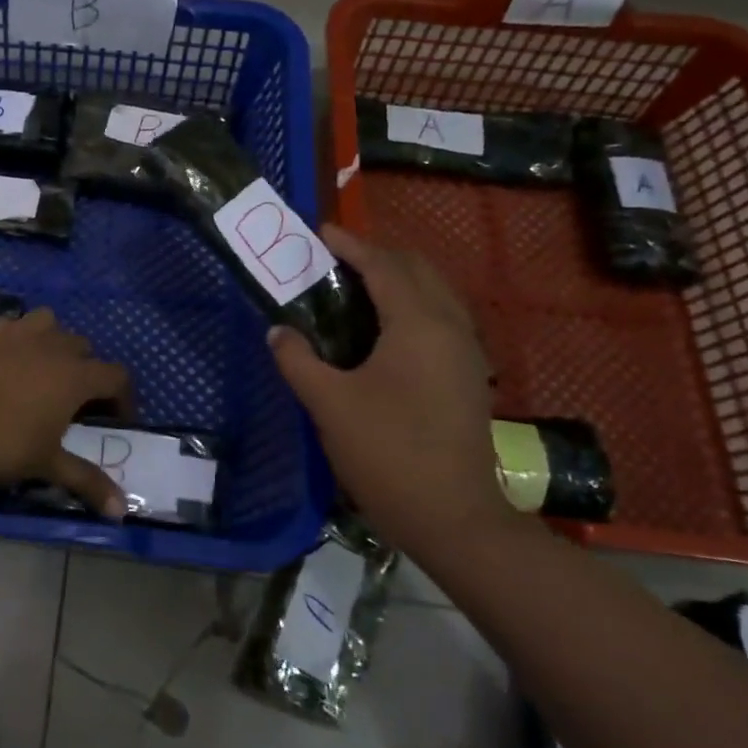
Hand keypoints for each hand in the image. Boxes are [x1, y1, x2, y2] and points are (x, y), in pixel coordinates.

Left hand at [0, 308, 134, 517]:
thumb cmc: (4, 446)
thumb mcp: (48, 465)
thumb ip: (87, 482)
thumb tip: (121, 511)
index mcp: (75, 376)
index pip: (115, 376)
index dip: (122, 398)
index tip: (115, 421)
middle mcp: (51, 347)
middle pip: (84, 347)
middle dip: (88, 371)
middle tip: (77, 404)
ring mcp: (16, 337)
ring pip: (49, 322)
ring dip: (55, 341)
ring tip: (46, 371)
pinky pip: (12, 324)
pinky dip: (18, 336)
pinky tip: (10, 359)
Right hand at [269, 225, 509, 546]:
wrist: (453, 516)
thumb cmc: (387, 452)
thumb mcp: (329, 404)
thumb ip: (297, 360)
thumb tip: (278, 332)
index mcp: (418, 324)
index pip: (383, 266)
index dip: (351, 245)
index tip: (321, 232)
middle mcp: (450, 327)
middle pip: (417, 270)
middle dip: (377, 255)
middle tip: (335, 259)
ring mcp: (466, 352)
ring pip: (435, 293)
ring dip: (398, 278)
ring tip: (355, 286)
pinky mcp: (469, 376)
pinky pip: (441, 317)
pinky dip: (412, 303)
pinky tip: (384, 327)